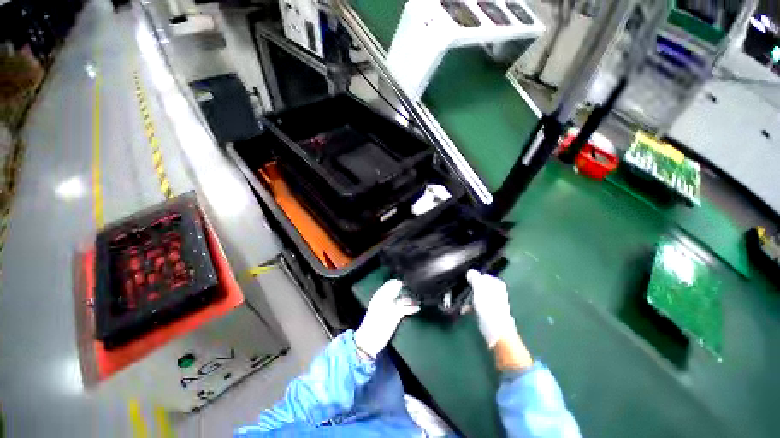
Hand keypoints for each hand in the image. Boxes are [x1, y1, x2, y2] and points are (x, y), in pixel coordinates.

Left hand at [354, 279, 419, 359]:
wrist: (371, 340)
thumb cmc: (374, 320)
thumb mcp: (382, 304)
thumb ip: (391, 293)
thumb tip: (399, 282)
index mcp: (381, 294)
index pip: (391, 283)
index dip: (399, 281)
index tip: (409, 279)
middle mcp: (387, 299)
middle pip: (399, 291)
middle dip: (407, 289)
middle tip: (418, 287)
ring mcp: (392, 307)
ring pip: (403, 300)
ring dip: (411, 299)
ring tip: (420, 299)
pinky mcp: (396, 316)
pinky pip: (405, 309)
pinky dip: (411, 308)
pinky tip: (417, 308)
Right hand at [466, 269, 516, 347]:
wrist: (496, 330)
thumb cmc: (488, 306)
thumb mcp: (479, 288)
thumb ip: (475, 277)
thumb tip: (470, 271)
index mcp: (497, 284)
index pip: (483, 275)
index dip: (474, 276)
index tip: (465, 279)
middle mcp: (496, 292)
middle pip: (480, 285)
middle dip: (471, 286)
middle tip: (463, 288)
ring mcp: (492, 302)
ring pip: (477, 295)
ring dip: (469, 296)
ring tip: (461, 299)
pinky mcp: (488, 312)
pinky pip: (477, 305)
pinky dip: (470, 306)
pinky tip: (464, 309)